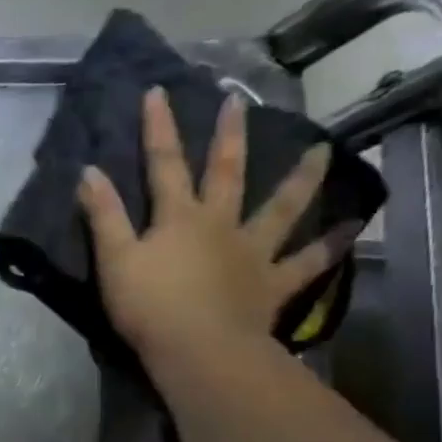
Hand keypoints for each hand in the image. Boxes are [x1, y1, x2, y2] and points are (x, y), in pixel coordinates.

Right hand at [76, 87, 356, 372]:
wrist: (199, 350)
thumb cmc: (148, 305)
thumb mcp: (114, 259)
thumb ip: (104, 215)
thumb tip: (89, 171)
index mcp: (178, 217)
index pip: (164, 164)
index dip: (159, 127)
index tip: (159, 91)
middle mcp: (221, 224)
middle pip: (226, 173)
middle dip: (229, 135)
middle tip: (239, 100)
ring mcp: (253, 252)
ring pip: (281, 208)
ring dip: (300, 178)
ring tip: (321, 149)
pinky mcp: (273, 283)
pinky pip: (307, 262)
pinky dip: (330, 245)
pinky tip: (352, 227)